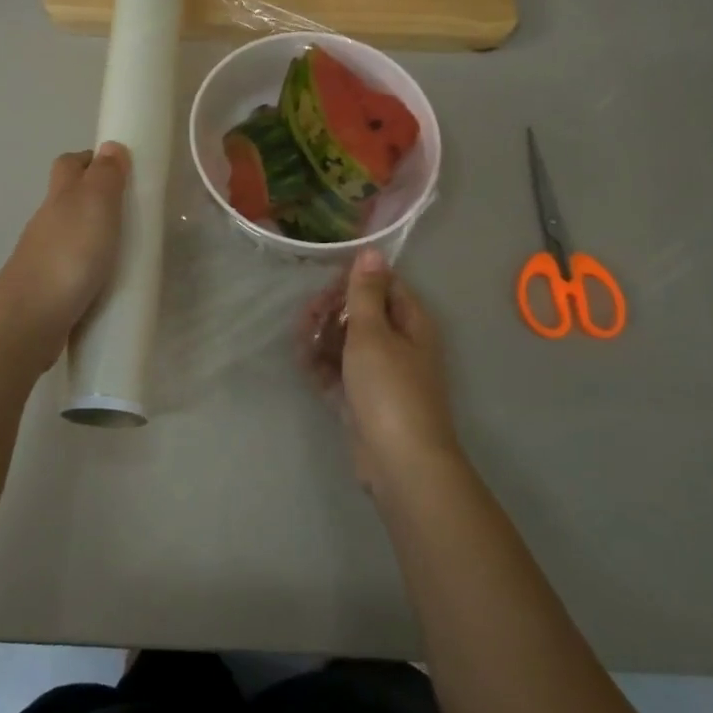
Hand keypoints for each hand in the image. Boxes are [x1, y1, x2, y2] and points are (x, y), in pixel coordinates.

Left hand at [0, 143, 130, 353]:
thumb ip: (105, 176)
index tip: (120, 168)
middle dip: (95, 199)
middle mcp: (48, 223)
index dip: (91, 160)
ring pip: (70, 236)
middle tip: (131, 210)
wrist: (30, 319)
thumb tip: (110, 146)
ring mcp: (45, 258)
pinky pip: (72, 269)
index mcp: (60, 197)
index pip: (69, 165)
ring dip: (93, 236)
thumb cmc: (68, 254)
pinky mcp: (49, 290)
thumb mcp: (95, 205)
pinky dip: (89, 268)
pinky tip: (108, 282)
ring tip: (127, 249)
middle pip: (68, 199)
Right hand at [298, 249, 458, 493]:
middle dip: (333, 310)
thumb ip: (367, 292)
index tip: (326, 283)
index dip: (356, 280)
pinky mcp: (361, 400)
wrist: (398, 461)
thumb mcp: (373, 333)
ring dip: (322, 336)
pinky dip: (321, 365)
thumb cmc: (389, 389)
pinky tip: (301, 359)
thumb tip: (372, 250)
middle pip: (363, 315)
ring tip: (300, 338)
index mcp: (412, 324)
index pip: (386, 286)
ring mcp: (379, 375)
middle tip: (307, 314)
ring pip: (347, 343)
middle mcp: (399, 345)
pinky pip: (338, 372)